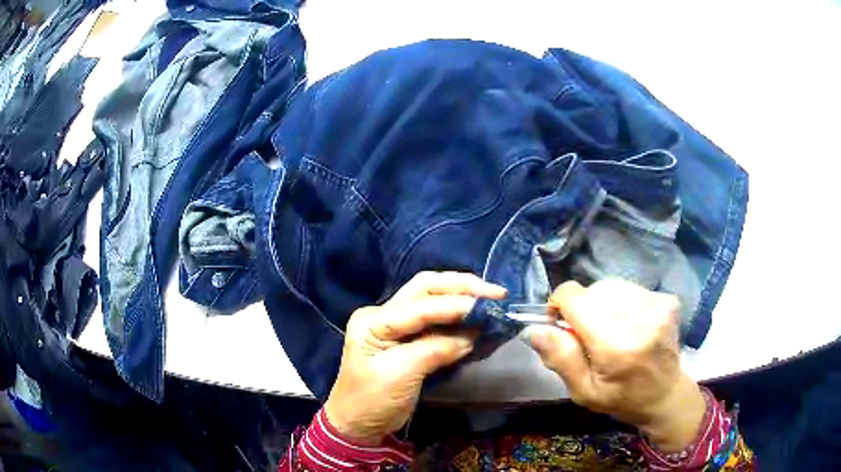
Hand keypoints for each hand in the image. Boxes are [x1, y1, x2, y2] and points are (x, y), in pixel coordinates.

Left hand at [324, 271, 505, 444]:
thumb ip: (435, 350)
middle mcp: (383, 314)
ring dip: (461, 297)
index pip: (421, 305)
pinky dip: (457, 317)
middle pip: (426, 288)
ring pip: (431, 299)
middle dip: (461, 287)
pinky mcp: (406, 338)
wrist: (357, 424)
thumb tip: (472, 336)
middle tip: (495, 293)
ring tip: (491, 300)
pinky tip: (475, 319)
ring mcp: (394, 324)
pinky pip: (435, 320)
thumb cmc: (372, 400)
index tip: (490, 305)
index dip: (456, 304)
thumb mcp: (401, 374)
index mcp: (375, 320)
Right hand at [524, 279, 705, 451]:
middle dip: (582, 309)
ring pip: (610, 286)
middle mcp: (639, 316)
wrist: (666, 395)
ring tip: (611, 331)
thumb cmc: (621, 398)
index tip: (561, 325)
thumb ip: (560, 358)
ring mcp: (657, 304)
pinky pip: (630, 289)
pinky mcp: (667, 299)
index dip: (559, 305)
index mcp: (616, 343)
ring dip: (602, 305)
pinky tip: (629, 325)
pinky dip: (621, 303)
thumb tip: (535, 329)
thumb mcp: (583, 391)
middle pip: (592, 290)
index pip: (575, 297)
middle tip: (589, 337)